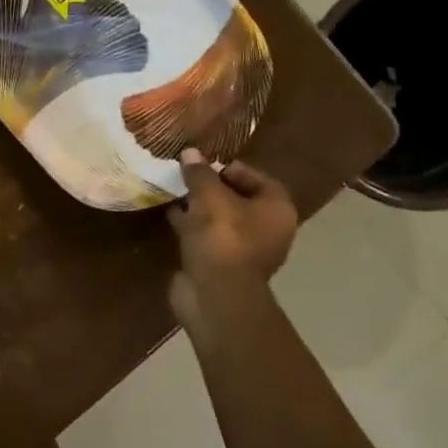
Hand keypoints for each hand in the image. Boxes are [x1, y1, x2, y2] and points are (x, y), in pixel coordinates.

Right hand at [167, 150, 298, 327]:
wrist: (215, 295)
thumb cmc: (223, 238)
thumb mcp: (209, 196)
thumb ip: (199, 173)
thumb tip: (190, 152)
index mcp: (276, 210)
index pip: (258, 179)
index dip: (232, 168)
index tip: (206, 164)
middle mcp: (268, 230)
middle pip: (239, 199)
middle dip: (212, 187)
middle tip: (188, 175)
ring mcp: (245, 251)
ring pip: (221, 220)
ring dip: (200, 207)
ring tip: (175, 190)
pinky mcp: (222, 266)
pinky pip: (207, 237)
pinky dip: (192, 226)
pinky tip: (170, 214)